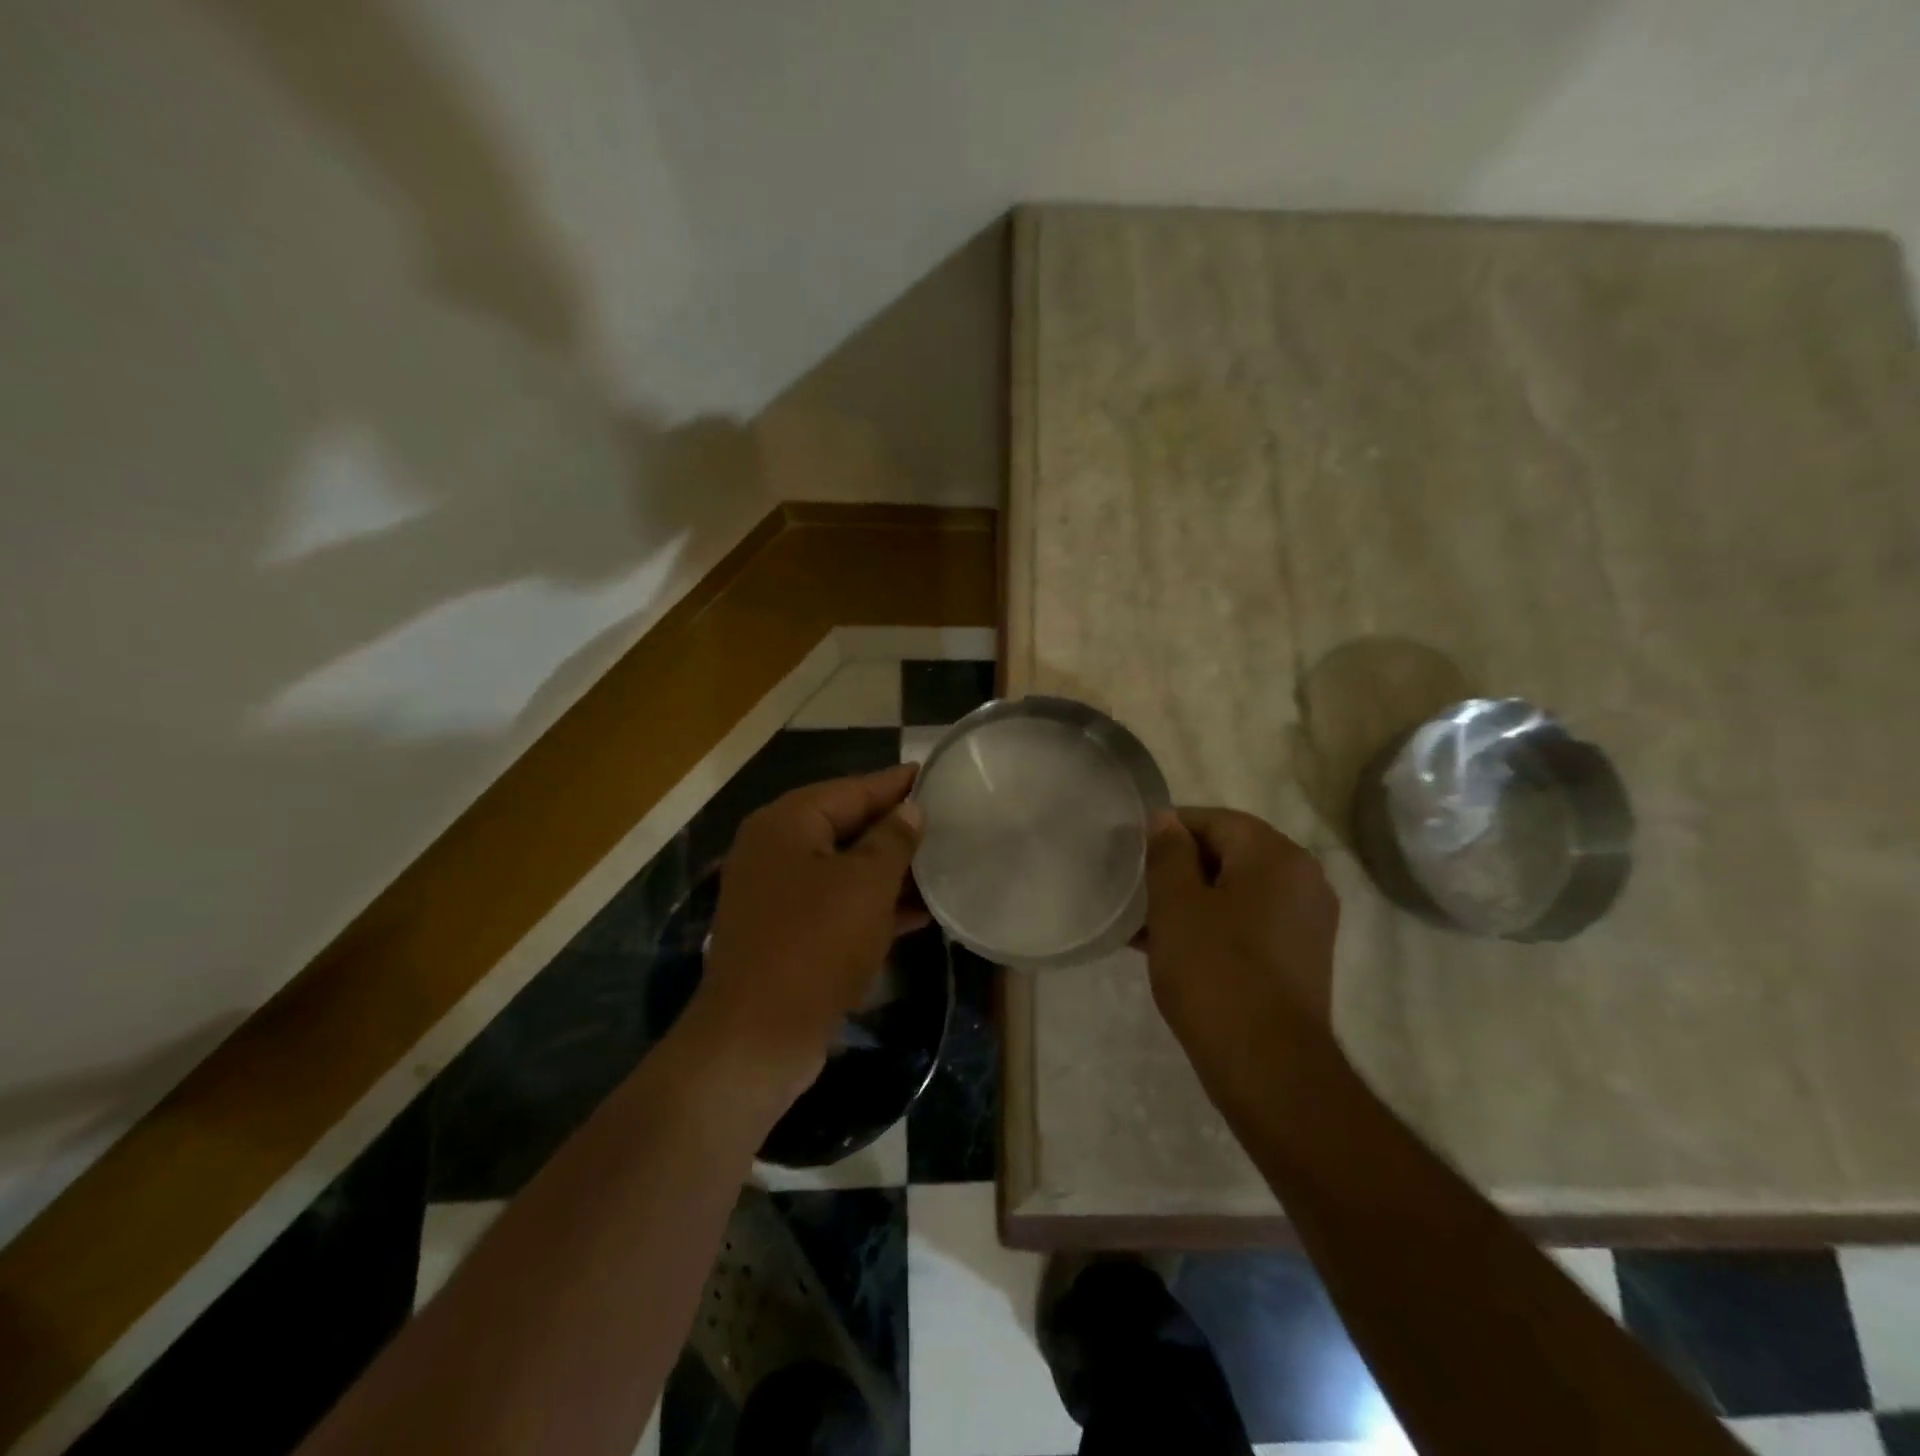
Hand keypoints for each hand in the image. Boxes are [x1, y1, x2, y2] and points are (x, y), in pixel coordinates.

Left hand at [694, 765, 925, 1097]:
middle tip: (946, 821)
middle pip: (846, 826)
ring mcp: (778, 894)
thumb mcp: (865, 885)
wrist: (757, 1037)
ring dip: (890, 871)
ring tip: (942, 865)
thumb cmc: (815, 944)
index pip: (851, 789)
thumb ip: (892, 840)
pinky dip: (874, 905)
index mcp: (786, 824)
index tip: (934, 773)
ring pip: (845, 869)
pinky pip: (838, 904)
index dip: (895, 784)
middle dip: (896, 828)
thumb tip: (909, 810)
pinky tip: (919, 912)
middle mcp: (776, 850)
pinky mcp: (787, 933)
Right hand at [1143, 807, 1340, 1075]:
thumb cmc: (1215, 973)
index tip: (1131, 855)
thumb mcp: (1176, 905)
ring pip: (1236, 892)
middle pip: (1228, 854)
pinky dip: (1213, 926)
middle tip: (1135, 890)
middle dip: (1178, 868)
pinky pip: (1249, 923)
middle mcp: (1303, 879)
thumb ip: (1167, 853)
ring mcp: (1306, 922)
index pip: (1214, 821)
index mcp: (1276, 856)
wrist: (1269, 1068)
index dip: (1168, 831)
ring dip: (1191, 900)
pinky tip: (1172, 948)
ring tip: (1144, 922)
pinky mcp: (1301, 958)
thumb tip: (1164, 819)